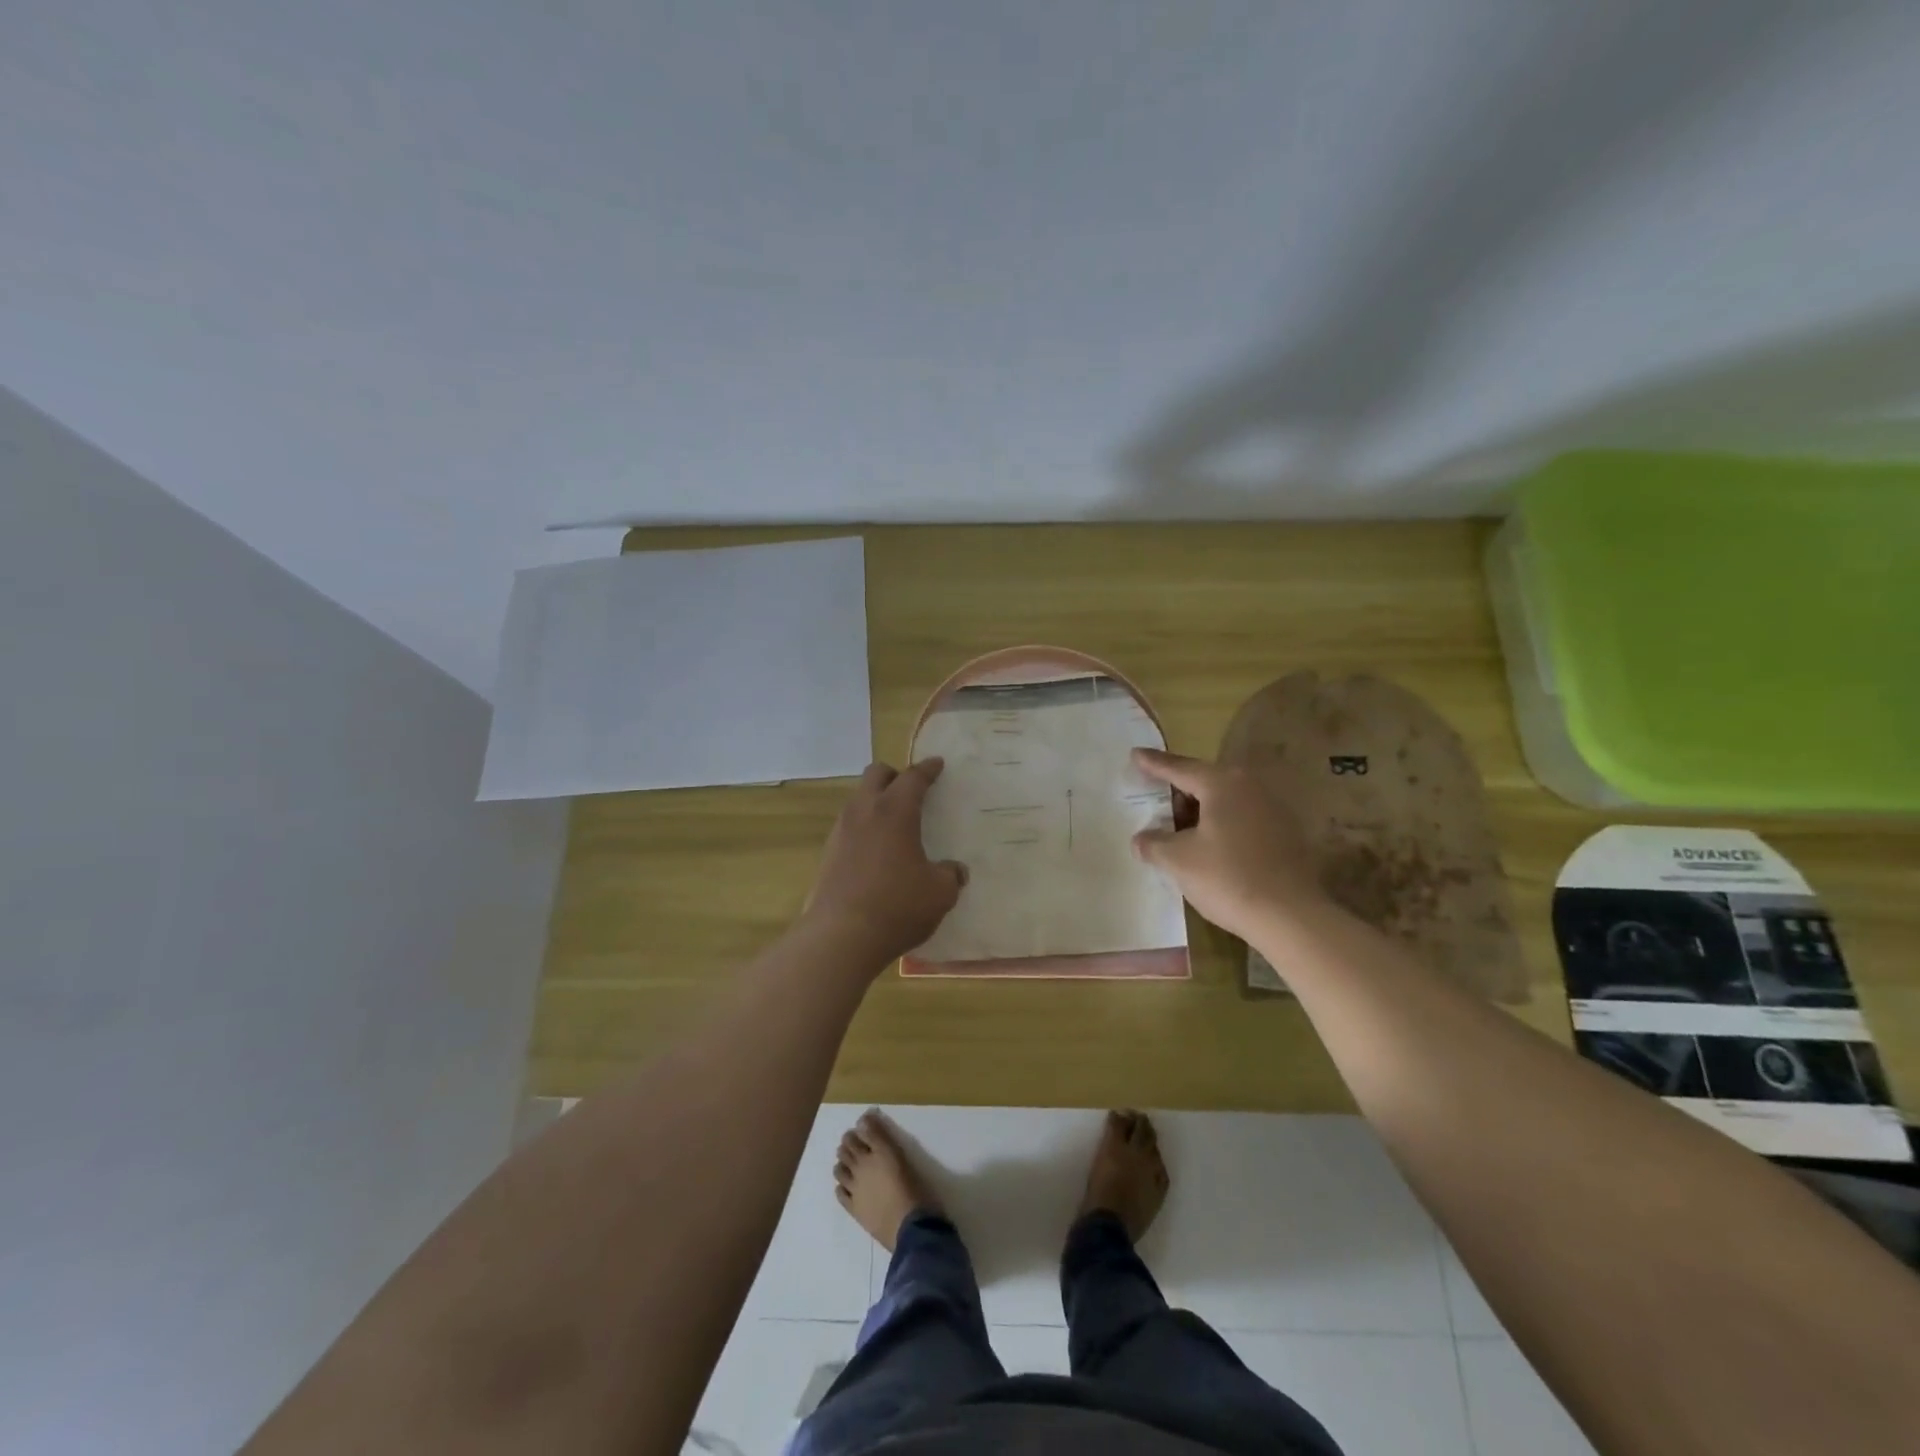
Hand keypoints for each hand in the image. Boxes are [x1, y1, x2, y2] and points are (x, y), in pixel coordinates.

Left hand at [801, 759, 967, 969]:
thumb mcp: (939, 893)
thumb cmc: (897, 906)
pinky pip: (849, 826)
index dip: (928, 769)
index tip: (937, 764)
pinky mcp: (827, 853)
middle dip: (895, 775)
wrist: (840, 936)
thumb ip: (950, 875)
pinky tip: (876, 851)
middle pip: (876, 774)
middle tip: (912, 790)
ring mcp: (841, 831)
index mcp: (895, 811)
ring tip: (894, 822)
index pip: (913, 777)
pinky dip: (865, 827)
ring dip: (876, 801)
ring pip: (858, 799)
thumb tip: (954, 871)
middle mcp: (864, 811)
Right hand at [1130, 748, 1327, 941]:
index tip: (1135, 754)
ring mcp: (1273, 809)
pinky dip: (1220, 824)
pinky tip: (1209, 845)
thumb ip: (1154, 843)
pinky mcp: (1285, 833)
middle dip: (1177, 789)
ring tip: (1177, 826)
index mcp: (1222, 783)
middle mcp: (1250, 786)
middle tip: (1153, 795)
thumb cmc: (1228, 878)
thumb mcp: (1178, 860)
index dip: (1154, 763)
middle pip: (1205, 780)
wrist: (1291, 917)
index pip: (1179, 768)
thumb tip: (1140, 839)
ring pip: (1225, 800)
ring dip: (1199, 809)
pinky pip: (1242, 817)